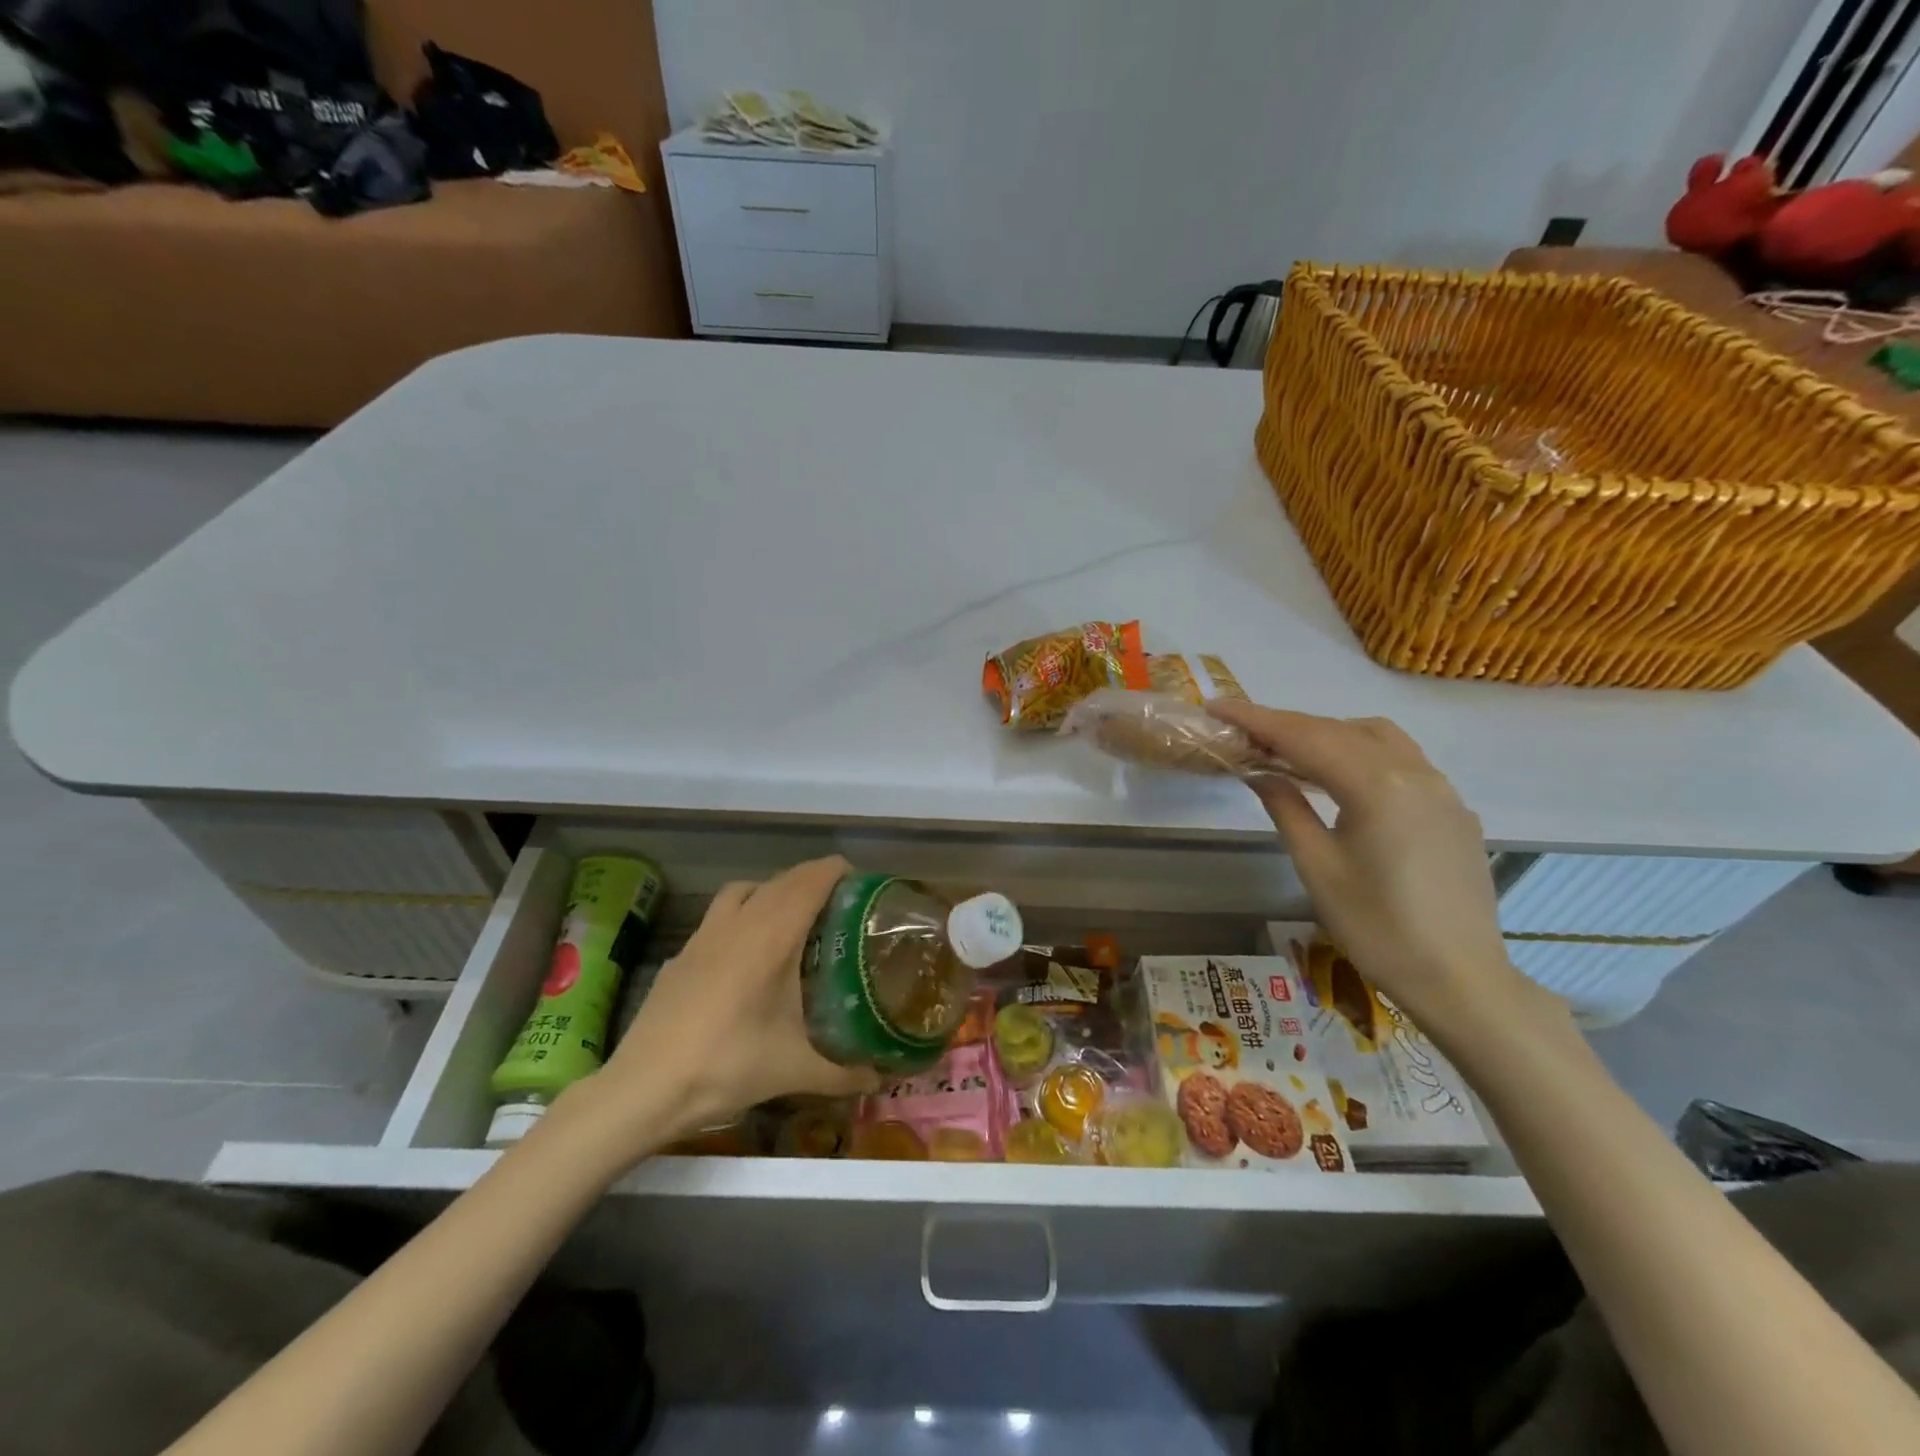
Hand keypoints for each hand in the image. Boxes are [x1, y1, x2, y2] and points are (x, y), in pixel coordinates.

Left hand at [559, 856, 878, 1166]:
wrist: (644, 1087)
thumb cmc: (726, 1066)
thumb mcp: (794, 1071)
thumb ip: (844, 1072)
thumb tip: (882, 1077)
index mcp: (772, 936)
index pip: (812, 881)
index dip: (838, 871)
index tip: (863, 882)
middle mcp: (740, 922)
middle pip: (783, 880)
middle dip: (814, 880)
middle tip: (841, 903)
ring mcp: (705, 934)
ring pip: (746, 889)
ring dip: (774, 889)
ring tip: (793, 917)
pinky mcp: (682, 952)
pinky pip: (721, 912)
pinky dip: (743, 912)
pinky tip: (748, 951)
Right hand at [1209, 702, 1564, 1044]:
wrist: (1461, 980)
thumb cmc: (1377, 928)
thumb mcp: (1317, 867)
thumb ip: (1286, 808)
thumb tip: (1260, 772)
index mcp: (1376, 786)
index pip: (1304, 737)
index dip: (1256, 719)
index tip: (1217, 706)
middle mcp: (1414, 772)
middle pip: (1339, 730)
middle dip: (1288, 726)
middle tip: (1244, 734)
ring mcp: (1441, 789)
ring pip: (1377, 737)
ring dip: (1329, 735)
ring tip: (1290, 754)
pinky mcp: (1454, 809)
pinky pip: (1402, 761)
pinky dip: (1361, 755)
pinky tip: (1342, 782)